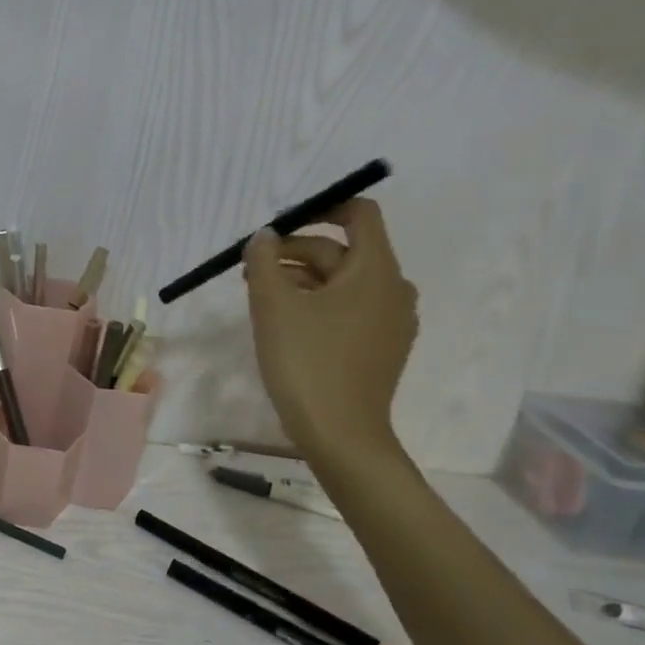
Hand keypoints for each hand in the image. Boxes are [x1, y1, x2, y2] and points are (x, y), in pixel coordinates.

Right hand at [244, 197, 417, 467]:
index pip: (359, 215)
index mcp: (376, 270)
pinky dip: (318, 303)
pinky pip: (350, 309)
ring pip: (343, 283)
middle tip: (251, 269)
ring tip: (259, 295)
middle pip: (343, 251)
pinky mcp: (381, 347)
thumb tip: (265, 236)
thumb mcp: (273, 305)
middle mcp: (393, 289)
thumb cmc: (307, 362)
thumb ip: (263, 260)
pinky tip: (286, 322)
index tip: (280, 226)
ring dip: (301, 279)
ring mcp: (391, 321)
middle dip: (295, 252)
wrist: (340, 435)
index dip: (321, 209)